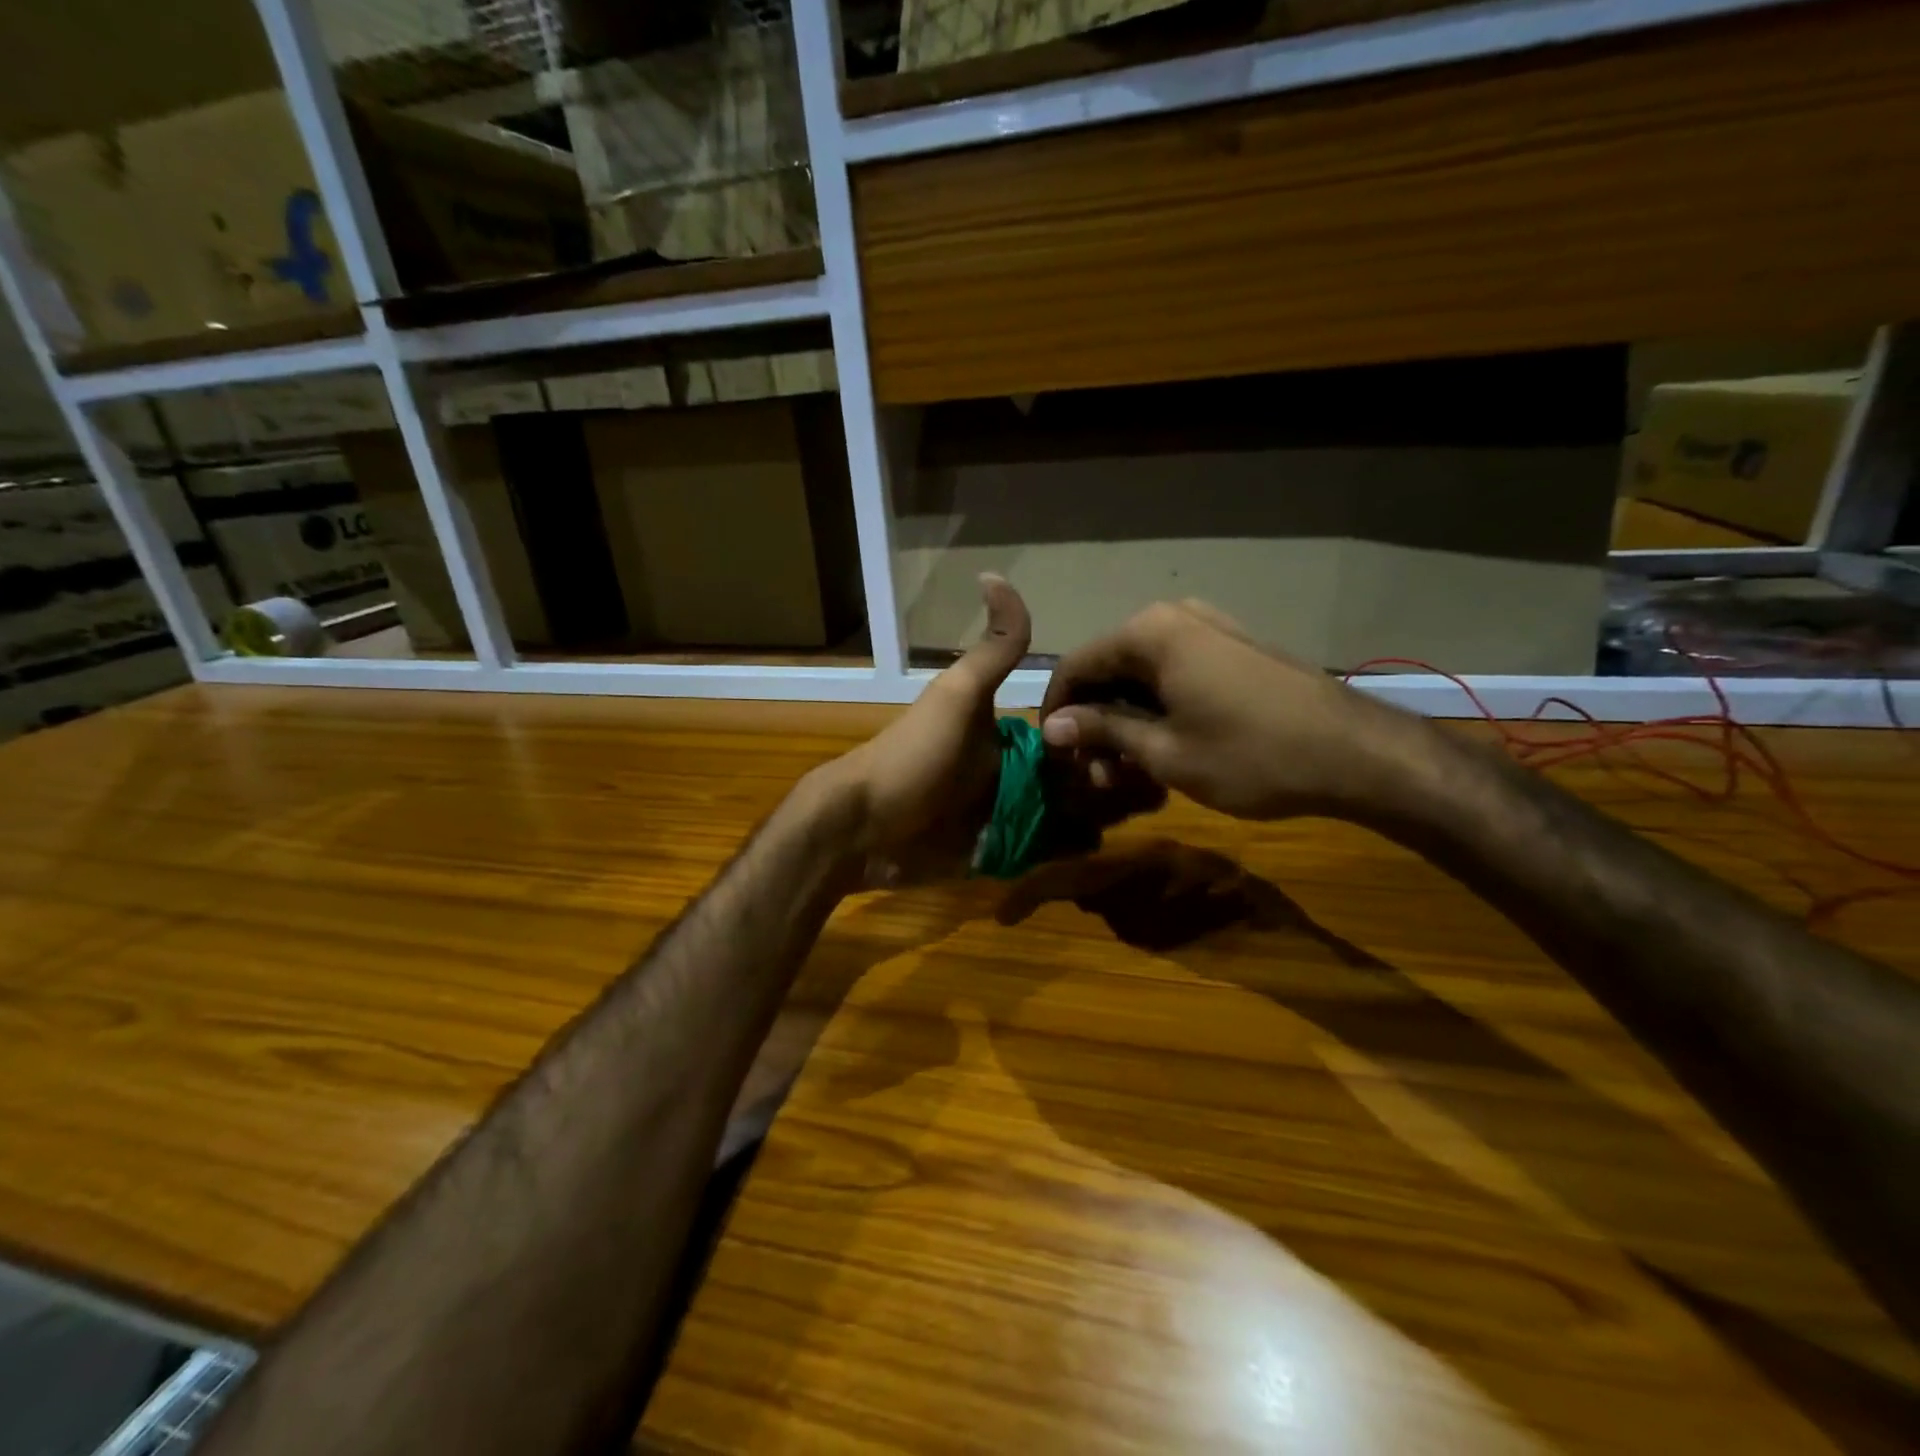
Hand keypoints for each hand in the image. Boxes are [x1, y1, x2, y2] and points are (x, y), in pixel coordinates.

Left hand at [827, 576, 1159, 884]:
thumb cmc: (915, 756)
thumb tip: (995, 575)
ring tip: (1118, 811)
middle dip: (1113, 778)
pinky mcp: (1005, 853)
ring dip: (1103, 810)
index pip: (1076, 731)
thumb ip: (992, 649)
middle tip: (1137, 787)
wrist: (866, 826)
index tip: (1133, 742)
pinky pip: (1052, 847)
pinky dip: (1074, 844)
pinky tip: (1087, 840)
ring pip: (1076, 810)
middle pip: (1082, 774)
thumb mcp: (959, 696)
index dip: (1106, 734)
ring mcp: (1014, 815)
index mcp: (1014, 734)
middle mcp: (1020, 772)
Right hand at [1038, 600, 1433, 821]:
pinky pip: (1176, 675)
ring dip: (1128, 723)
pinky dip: (1160, 712)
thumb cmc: (1250, 755)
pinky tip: (1167, 751)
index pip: (1076, 666)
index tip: (1056, 758)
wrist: (1356, 754)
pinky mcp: (1233, 649)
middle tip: (1101, 778)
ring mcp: (1208, 630)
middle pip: (1110, 670)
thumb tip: (1053, 728)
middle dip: (1097, 725)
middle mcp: (1173, 618)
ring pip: (1143, 677)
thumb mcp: (1164, 751)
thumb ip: (1102, 731)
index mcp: (1148, 633)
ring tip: (1134, 774)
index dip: (1058, 713)